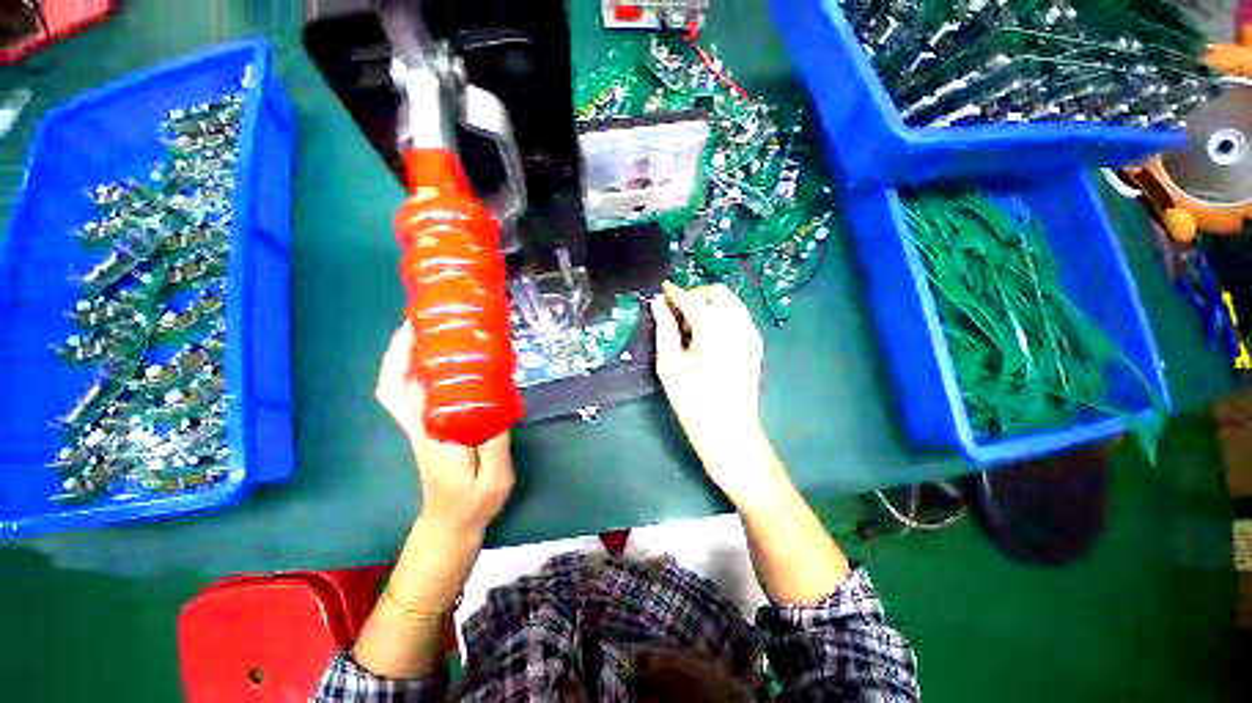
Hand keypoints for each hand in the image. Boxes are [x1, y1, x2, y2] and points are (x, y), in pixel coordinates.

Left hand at [376, 323, 514, 536]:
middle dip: (402, 349)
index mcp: (433, 434)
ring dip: (412, 358)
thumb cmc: (473, 505)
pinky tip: (450, 363)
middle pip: (395, 384)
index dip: (405, 358)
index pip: (406, 391)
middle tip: (427, 321)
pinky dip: (425, 374)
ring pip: (404, 388)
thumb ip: (496, 439)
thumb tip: (498, 398)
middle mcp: (420, 426)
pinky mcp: (431, 430)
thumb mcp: (495, 477)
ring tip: (439, 333)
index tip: (419, 328)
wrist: (451, 526)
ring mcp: (422, 428)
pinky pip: (420, 396)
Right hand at [652, 282, 785, 505]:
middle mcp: (738, 324)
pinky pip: (739, 316)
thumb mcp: (670, 364)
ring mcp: (751, 334)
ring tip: (691, 323)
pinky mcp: (756, 345)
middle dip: (696, 294)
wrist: (730, 432)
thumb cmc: (693, 401)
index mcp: (714, 328)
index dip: (675, 292)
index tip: (662, 289)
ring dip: (710, 303)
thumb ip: (664, 329)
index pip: (692, 298)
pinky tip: (709, 334)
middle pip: (718, 292)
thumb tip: (658, 304)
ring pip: (731, 302)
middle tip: (677, 311)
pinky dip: (722, 315)